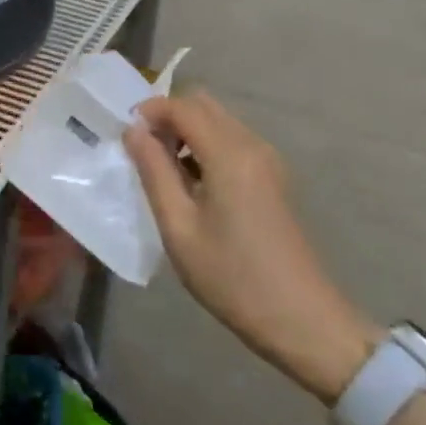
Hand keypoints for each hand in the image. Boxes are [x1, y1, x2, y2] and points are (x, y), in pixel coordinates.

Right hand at [124, 91, 379, 403]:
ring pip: (219, 121)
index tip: (124, 135)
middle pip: (204, 105)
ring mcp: (268, 161)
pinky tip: (192, 185)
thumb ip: (154, 171)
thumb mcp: (179, 227)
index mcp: (230, 154)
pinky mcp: (273, 178)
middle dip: (168, 117)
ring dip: (187, 131)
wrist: (301, 319)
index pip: (183, 106)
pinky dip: (205, 147)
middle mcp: (252, 145)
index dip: (149, 111)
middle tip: (142, 152)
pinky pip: (232, 142)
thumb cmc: (231, 277)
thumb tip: (133, 131)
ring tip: (162, 171)